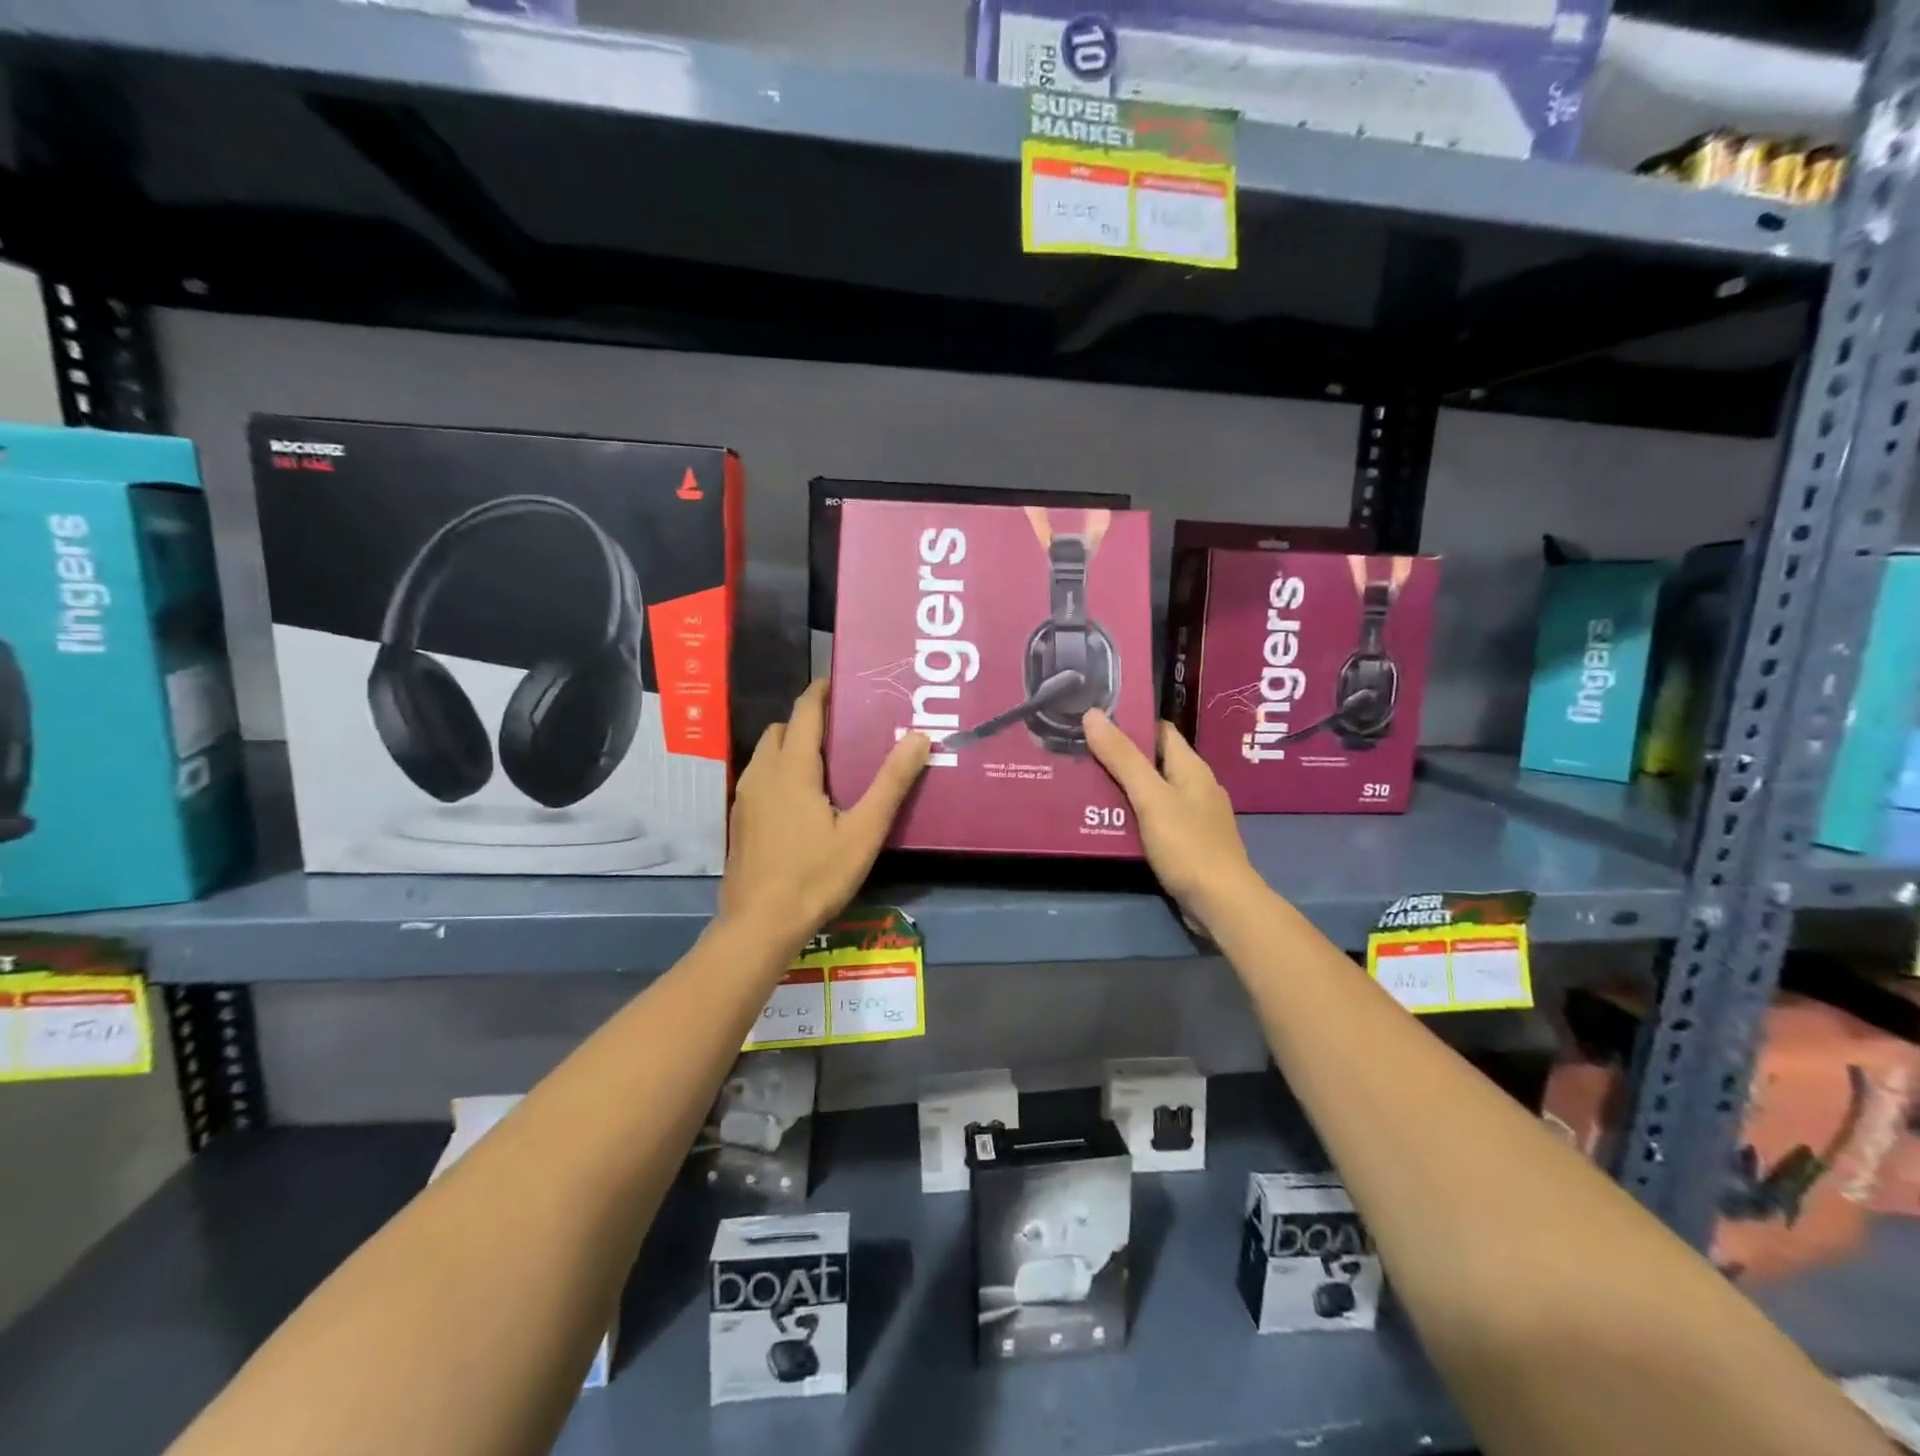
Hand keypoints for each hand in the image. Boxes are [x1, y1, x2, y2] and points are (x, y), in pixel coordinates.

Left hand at [718, 681, 929, 952]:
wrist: (760, 924)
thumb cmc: (816, 876)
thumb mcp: (864, 832)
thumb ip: (891, 783)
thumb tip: (919, 736)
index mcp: (792, 768)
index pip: (804, 711)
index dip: (822, 692)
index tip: (843, 682)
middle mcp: (762, 773)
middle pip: (782, 729)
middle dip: (807, 720)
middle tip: (843, 730)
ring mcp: (745, 797)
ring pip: (767, 753)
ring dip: (791, 747)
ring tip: (827, 763)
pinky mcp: (740, 819)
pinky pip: (760, 777)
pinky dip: (780, 771)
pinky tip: (803, 800)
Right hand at [1083, 710, 1265, 938]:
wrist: (1221, 904)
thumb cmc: (1188, 845)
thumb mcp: (1150, 798)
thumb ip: (1123, 758)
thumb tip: (1093, 713)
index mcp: (1191, 768)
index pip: (1159, 731)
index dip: (1129, 722)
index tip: (1093, 719)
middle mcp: (1195, 786)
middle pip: (1152, 762)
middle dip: (1118, 757)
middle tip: (1077, 752)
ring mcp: (1193, 816)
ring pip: (1151, 792)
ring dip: (1121, 788)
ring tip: (1082, 784)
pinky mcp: (1186, 843)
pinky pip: (1153, 819)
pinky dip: (1130, 816)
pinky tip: (1106, 822)